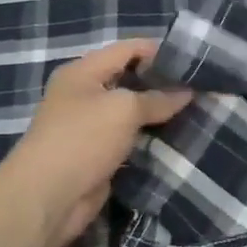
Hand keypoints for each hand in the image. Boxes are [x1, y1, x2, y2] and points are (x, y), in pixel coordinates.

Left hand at [0, 40, 192, 246]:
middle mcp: (85, 93)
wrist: (47, 198)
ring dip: (159, 113)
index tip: (193, 62)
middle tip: (199, 87)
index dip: (161, 51)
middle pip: (131, 78)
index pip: (128, 48)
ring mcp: (90, 125)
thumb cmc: (82, 139)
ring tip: (196, 110)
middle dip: (163, 83)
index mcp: (83, 71)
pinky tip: (178, 136)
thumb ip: (158, 98)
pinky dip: (151, 137)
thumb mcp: (124, 109)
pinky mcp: (98, 153)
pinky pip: (130, 137)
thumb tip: (187, 92)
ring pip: (133, 111)